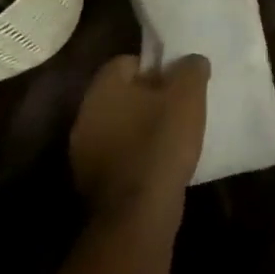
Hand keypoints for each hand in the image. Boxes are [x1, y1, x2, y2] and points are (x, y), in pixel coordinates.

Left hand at [69, 54, 208, 222]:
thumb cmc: (161, 142)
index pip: (127, 61)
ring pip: (120, 125)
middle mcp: (85, 115)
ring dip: (142, 127)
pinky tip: (160, 163)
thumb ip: (191, 68)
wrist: (138, 212)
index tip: (179, 81)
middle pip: (123, 94)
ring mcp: (84, 151)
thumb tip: (191, 60)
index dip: (156, 67)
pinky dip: (137, 154)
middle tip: (179, 106)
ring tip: (173, 136)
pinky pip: (119, 154)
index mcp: (103, 89)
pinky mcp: (91, 181)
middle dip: (150, 97)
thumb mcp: (188, 96)